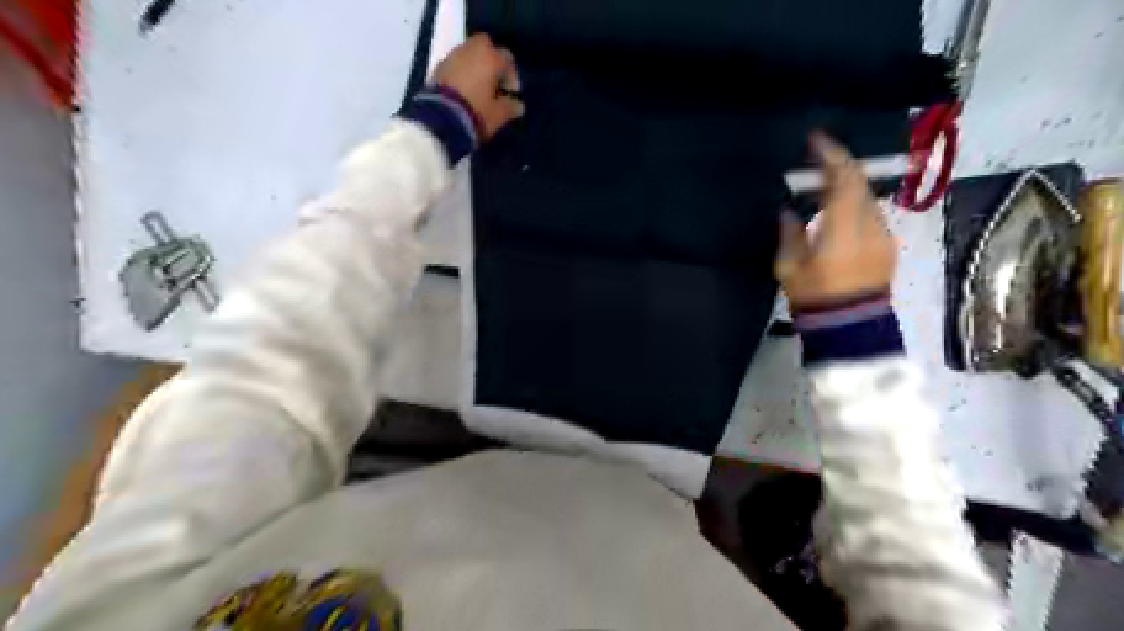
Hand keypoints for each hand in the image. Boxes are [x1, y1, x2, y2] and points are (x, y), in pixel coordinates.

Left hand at [430, 32, 525, 140]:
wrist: (440, 119)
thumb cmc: (477, 113)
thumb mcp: (499, 115)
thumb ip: (511, 107)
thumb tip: (518, 105)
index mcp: (490, 58)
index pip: (507, 58)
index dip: (512, 76)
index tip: (511, 94)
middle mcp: (472, 50)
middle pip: (485, 45)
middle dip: (491, 61)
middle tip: (494, 83)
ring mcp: (452, 56)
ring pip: (469, 53)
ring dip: (475, 66)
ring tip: (478, 88)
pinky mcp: (438, 67)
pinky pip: (456, 64)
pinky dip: (461, 73)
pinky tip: (464, 91)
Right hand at [774, 133, 897, 307]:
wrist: (851, 326)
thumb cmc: (815, 296)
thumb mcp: (789, 266)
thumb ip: (789, 233)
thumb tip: (788, 211)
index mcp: (842, 228)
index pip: (843, 179)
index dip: (831, 155)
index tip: (816, 139)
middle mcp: (869, 224)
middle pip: (859, 183)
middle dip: (839, 166)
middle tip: (816, 159)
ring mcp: (883, 234)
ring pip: (867, 197)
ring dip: (847, 186)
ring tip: (824, 186)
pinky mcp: (887, 244)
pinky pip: (871, 213)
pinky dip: (854, 204)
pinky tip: (838, 214)